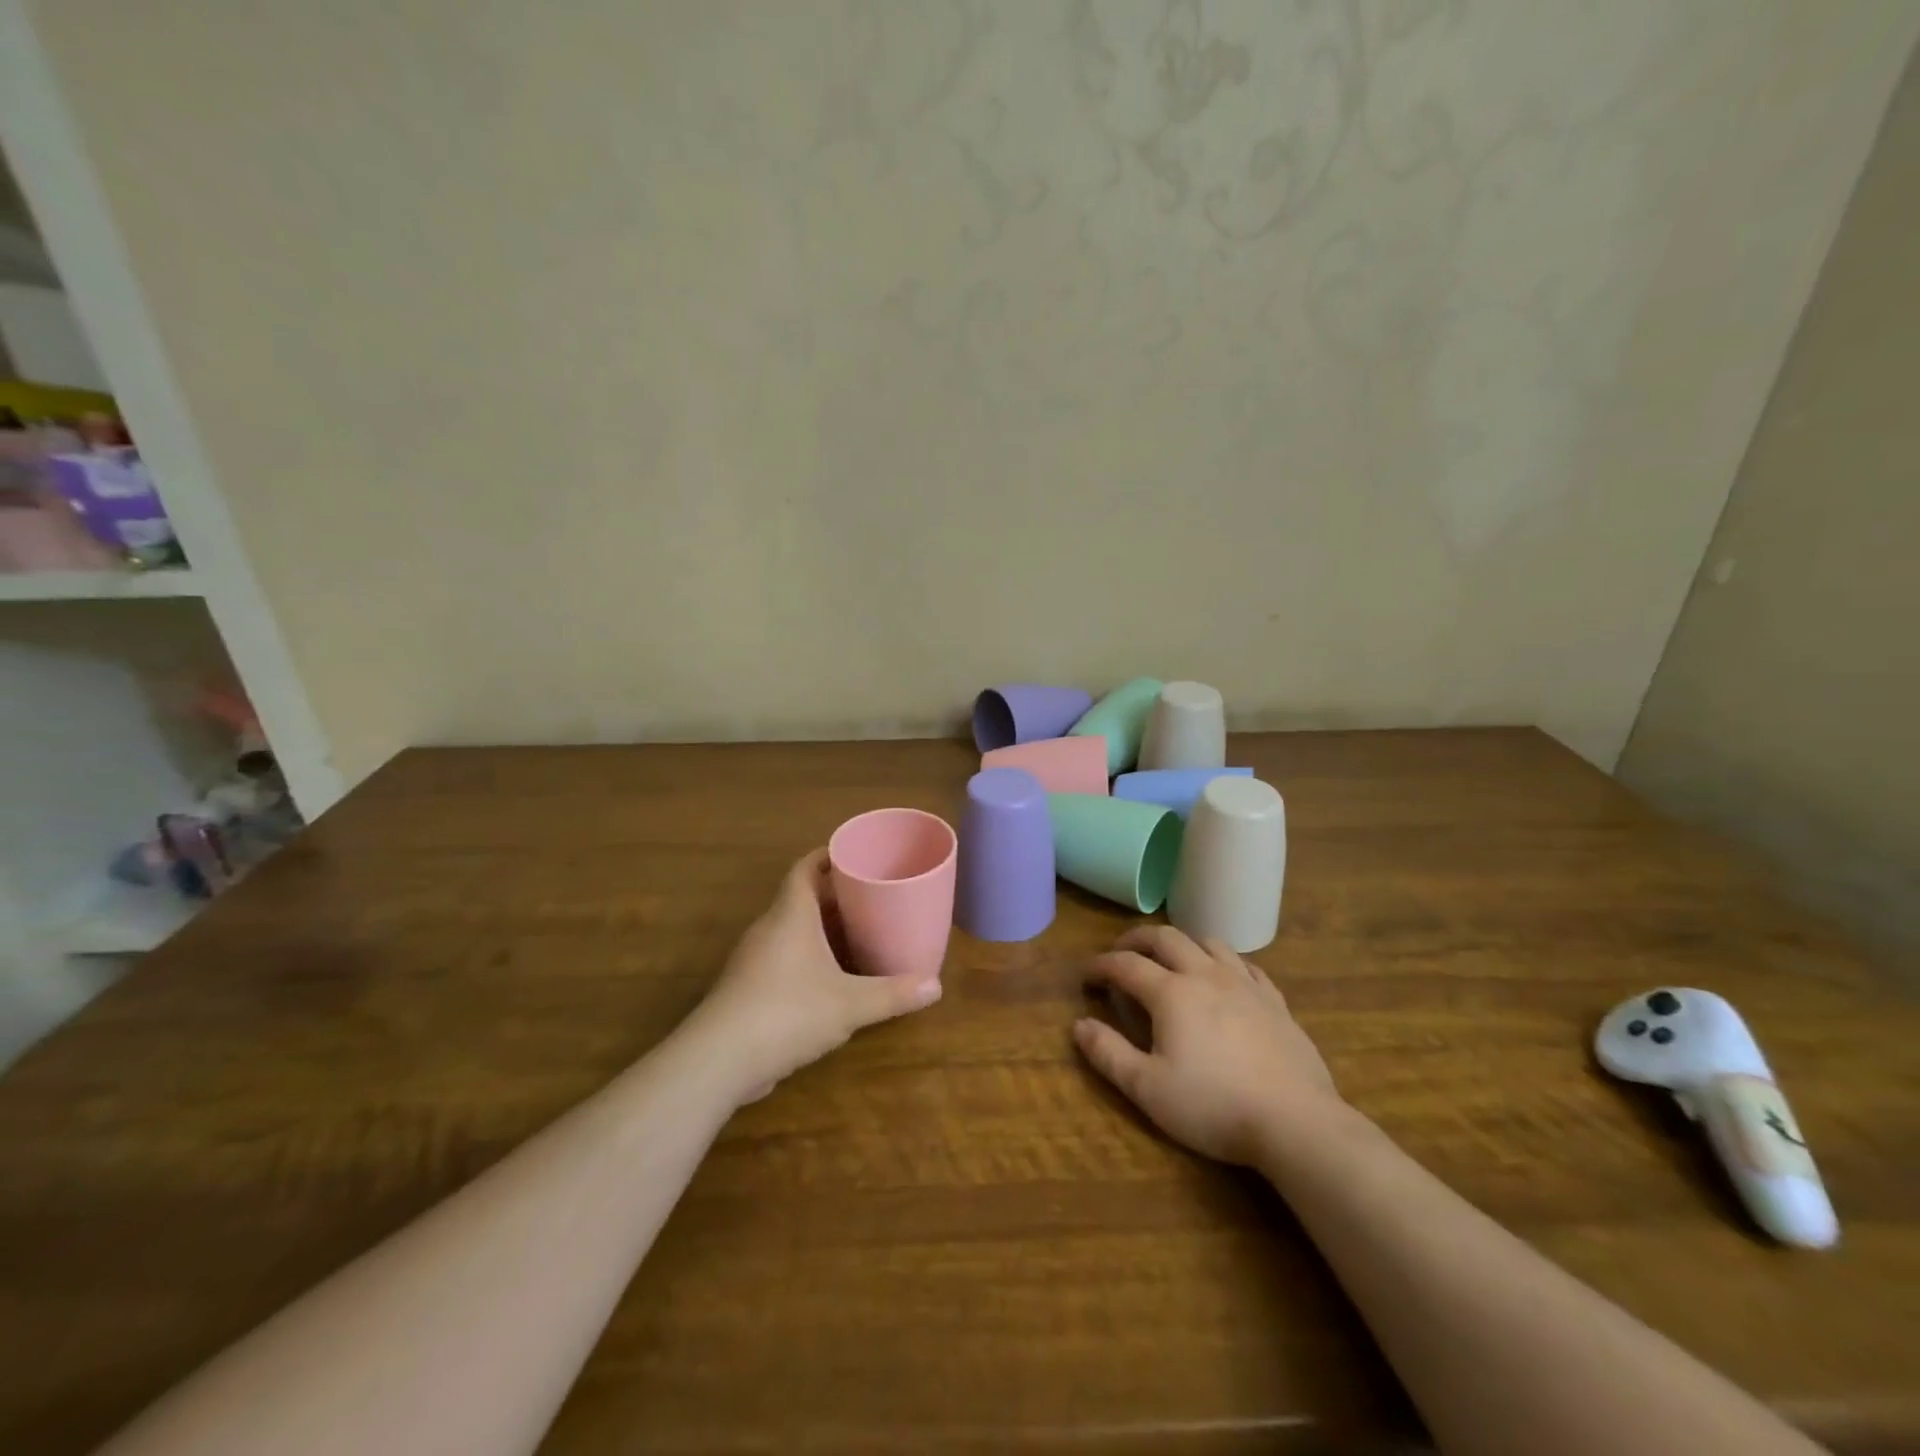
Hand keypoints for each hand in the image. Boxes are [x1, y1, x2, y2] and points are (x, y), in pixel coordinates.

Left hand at [692, 850, 941, 1102]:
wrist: (719, 1060)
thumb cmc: (788, 1012)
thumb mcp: (849, 1004)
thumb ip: (893, 994)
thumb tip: (936, 987)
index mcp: (790, 915)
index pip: (805, 868)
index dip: (827, 856)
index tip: (854, 853)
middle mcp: (769, 929)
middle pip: (800, 897)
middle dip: (833, 894)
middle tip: (870, 895)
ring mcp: (753, 959)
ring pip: (790, 929)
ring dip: (819, 927)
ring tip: (856, 932)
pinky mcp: (746, 989)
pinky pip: (781, 957)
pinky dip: (806, 956)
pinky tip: (828, 978)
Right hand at [1075, 925, 1344, 1164]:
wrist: (1295, 1121)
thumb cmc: (1213, 1105)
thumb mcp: (1148, 1088)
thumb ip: (1108, 1053)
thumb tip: (1079, 1025)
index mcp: (1171, 992)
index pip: (1126, 964)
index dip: (1101, 965)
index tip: (1087, 976)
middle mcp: (1205, 974)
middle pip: (1165, 937)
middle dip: (1136, 940)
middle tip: (1122, 953)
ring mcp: (1244, 984)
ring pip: (1207, 942)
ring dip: (1181, 944)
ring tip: (1171, 960)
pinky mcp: (1274, 1000)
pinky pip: (1244, 964)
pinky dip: (1223, 962)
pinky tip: (1223, 978)